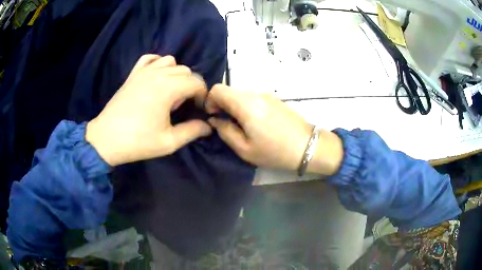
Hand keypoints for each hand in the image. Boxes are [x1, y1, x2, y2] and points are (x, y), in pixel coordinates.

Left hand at [86, 55, 211, 165]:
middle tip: (184, 106)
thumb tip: (208, 126)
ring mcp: (143, 72)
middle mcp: (158, 74)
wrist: (106, 139)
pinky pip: (150, 58)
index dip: (203, 96)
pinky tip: (157, 76)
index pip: (197, 82)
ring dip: (176, 74)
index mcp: (168, 88)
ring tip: (171, 92)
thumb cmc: (137, 141)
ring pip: (170, 61)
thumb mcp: (169, 142)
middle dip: (191, 86)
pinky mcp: (133, 74)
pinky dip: (158, 63)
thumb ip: (192, 131)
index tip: (200, 110)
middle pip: (186, 71)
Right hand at [206, 84, 342, 174]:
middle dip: (222, 104)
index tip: (214, 117)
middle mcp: (256, 94)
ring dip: (235, 106)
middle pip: (229, 90)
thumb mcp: (245, 149)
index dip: (210, 101)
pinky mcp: (275, 98)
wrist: (308, 146)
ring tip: (242, 126)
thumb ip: (225, 131)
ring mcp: (267, 94)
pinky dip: (246, 106)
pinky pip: (253, 97)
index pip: (218, 89)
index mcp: (246, 104)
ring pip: (241, 94)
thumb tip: (215, 120)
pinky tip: (256, 122)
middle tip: (227, 124)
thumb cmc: (275, 152)